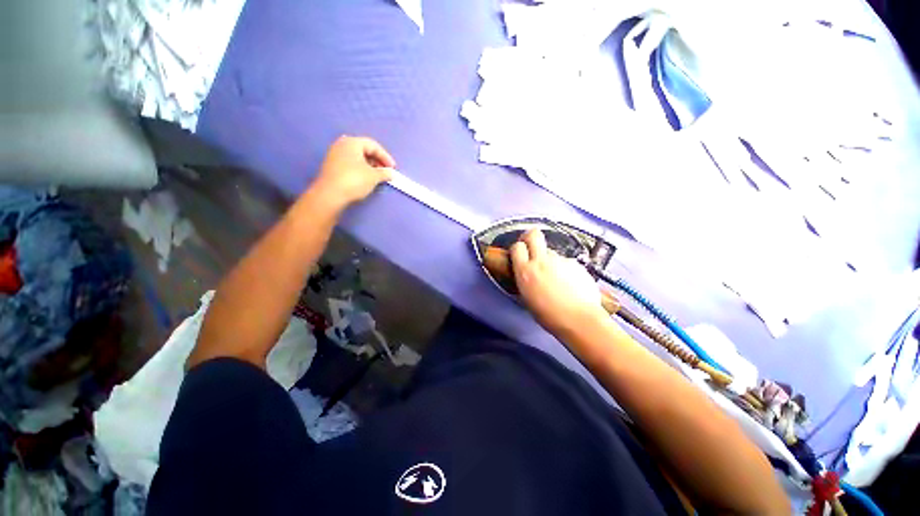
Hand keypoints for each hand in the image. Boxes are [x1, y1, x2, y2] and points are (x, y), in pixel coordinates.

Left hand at [310, 136, 395, 209]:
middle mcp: (342, 144)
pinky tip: (365, 178)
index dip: (385, 156)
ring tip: (377, 176)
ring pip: (357, 157)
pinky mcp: (331, 165)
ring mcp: (334, 154)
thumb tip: (391, 174)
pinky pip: (350, 163)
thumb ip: (385, 173)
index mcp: (352, 142)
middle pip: (364, 149)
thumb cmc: (354, 180)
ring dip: (369, 165)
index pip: (373, 145)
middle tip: (385, 171)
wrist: (330, 194)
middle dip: (377, 160)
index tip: (393, 168)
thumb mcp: (374, 177)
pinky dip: (360, 168)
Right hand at [510, 229, 605, 336]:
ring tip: (557, 279)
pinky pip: (566, 262)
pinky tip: (570, 284)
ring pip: (551, 252)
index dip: (517, 248)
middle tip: (531, 247)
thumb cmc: (549, 316)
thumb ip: (525, 280)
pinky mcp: (576, 264)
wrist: (579, 319)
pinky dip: (565, 270)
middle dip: (530, 237)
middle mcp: (542, 260)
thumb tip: (526, 274)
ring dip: (550, 260)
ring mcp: (560, 260)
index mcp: (526, 271)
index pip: (516, 247)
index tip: (519, 254)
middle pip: (533, 234)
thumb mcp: (527, 298)